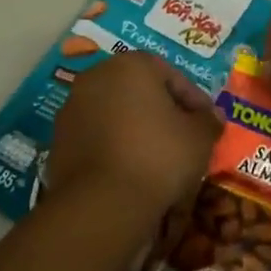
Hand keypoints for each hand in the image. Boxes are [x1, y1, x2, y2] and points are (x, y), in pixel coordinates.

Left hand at [48, 53, 221, 222]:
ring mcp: (72, 109)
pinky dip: (114, 148)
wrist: (102, 205)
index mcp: (131, 65)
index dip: (193, 99)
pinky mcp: (58, 142)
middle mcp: (97, 77)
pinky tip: (131, 171)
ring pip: (115, 113)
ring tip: (157, 158)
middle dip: (162, 111)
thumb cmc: (158, 157)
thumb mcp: (199, 138)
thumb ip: (208, 121)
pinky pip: (97, 138)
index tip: (206, 122)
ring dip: (136, 129)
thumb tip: (212, 118)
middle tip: (183, 136)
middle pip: (139, 90)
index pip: (171, 75)